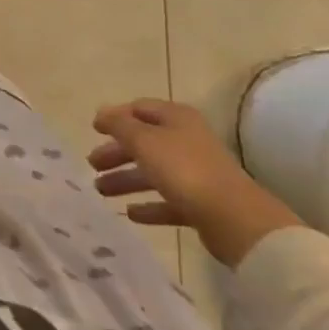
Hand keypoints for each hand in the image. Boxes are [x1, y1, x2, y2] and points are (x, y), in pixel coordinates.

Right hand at [90, 98, 302, 267]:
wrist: (236, 220)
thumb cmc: (185, 169)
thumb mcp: (144, 140)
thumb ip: (119, 125)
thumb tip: (102, 112)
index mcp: (176, 118)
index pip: (139, 109)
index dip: (115, 117)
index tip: (93, 130)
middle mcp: (187, 140)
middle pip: (144, 142)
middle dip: (117, 153)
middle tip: (92, 164)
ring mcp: (196, 174)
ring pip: (153, 173)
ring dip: (127, 180)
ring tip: (101, 191)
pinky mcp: (202, 205)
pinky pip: (168, 201)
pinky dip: (149, 205)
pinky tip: (130, 214)